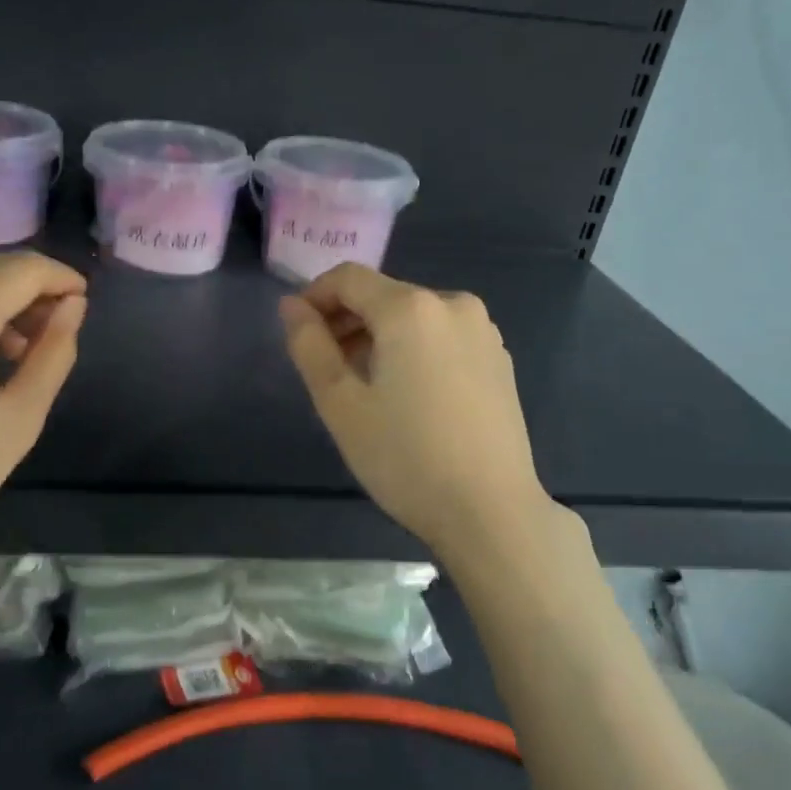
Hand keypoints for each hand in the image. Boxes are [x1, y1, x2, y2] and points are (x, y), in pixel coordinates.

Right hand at [279, 264, 549, 558]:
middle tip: (325, 369)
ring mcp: (483, 331)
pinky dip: (413, 350)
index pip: (348, 278)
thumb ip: (310, 346)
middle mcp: (452, 304)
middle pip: (383, 295)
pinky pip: (441, 337)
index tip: (297, 333)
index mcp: (410, 308)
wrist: (491, 511)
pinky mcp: (499, 359)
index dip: (314, 296)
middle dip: (346, 321)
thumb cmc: (405, 457)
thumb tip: (292, 306)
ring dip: (378, 337)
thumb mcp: (340, 404)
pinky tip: (407, 396)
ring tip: (363, 388)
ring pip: (413, 317)